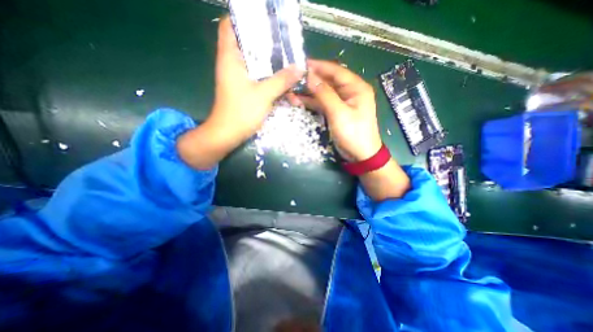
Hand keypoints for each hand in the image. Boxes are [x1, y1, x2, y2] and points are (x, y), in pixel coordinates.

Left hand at [178, 15, 302, 168]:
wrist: (228, 135)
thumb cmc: (241, 112)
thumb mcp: (264, 94)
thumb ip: (282, 80)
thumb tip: (300, 67)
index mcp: (231, 58)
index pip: (230, 26)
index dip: (245, 19)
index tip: (265, 21)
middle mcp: (233, 65)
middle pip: (249, 45)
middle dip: (268, 44)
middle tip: (286, 44)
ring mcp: (240, 79)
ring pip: (257, 64)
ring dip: (273, 67)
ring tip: (291, 65)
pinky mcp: (245, 90)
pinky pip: (260, 79)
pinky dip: (272, 81)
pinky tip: (286, 87)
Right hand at [289, 60, 381, 162]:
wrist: (360, 155)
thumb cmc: (353, 134)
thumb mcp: (339, 113)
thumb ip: (324, 94)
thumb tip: (310, 76)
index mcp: (356, 87)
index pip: (335, 71)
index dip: (318, 66)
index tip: (301, 64)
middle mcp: (350, 92)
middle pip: (328, 81)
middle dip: (311, 80)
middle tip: (293, 78)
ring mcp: (342, 103)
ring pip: (323, 93)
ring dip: (308, 92)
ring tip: (291, 91)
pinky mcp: (336, 112)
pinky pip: (322, 104)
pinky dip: (311, 102)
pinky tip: (298, 101)